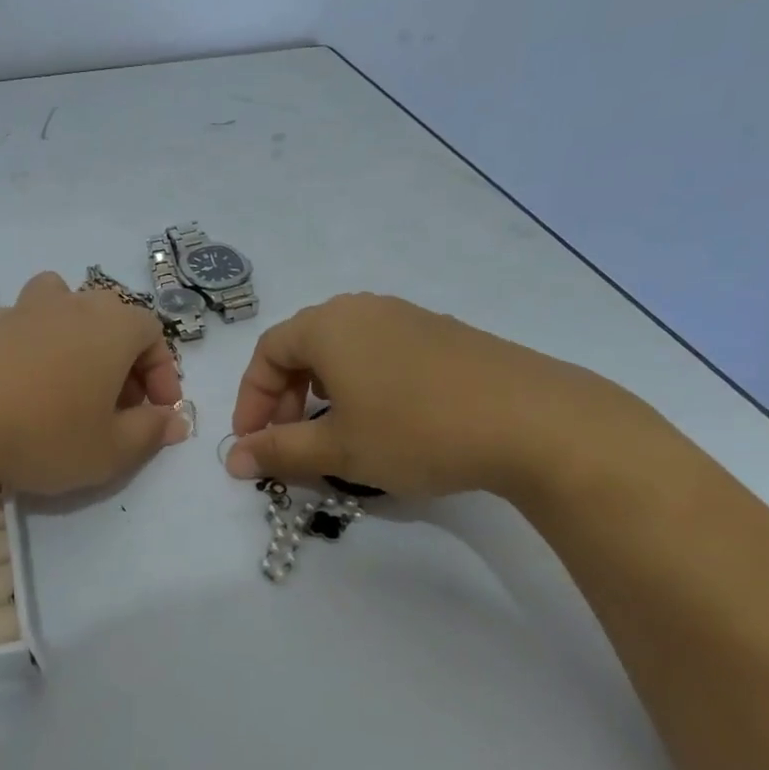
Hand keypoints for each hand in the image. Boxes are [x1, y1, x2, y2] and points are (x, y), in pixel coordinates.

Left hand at [0, 271, 189, 495]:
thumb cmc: (44, 431)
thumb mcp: (109, 450)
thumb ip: (149, 433)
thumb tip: (173, 421)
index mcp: (114, 324)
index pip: (153, 334)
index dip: (162, 374)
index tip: (158, 412)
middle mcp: (74, 303)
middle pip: (112, 322)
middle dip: (124, 364)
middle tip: (118, 408)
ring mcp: (25, 309)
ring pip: (67, 316)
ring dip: (80, 348)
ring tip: (72, 390)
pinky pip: (28, 332)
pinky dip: (39, 355)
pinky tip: (25, 394)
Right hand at [225, 293, 640, 500]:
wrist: (535, 422)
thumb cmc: (416, 430)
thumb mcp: (339, 448)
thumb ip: (280, 451)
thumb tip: (234, 460)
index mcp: (328, 325)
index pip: (266, 353)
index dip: (251, 400)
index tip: (253, 443)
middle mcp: (363, 309)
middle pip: (302, 346)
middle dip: (285, 396)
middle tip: (290, 440)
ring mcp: (408, 317)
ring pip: (343, 349)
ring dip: (322, 390)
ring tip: (334, 430)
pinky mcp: (443, 334)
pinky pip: (381, 352)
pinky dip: (362, 383)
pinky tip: (385, 419)